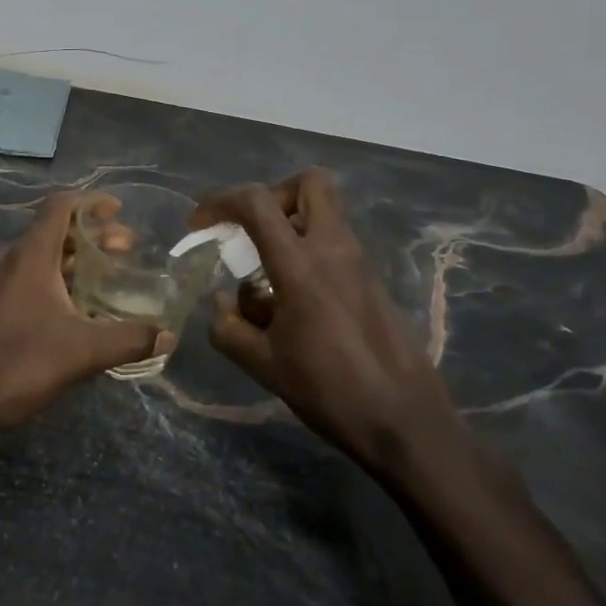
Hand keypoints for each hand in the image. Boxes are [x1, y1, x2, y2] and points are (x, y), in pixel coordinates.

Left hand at [0, 193, 170, 428]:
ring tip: (106, 274)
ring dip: (72, 259)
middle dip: (90, 235)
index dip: (91, 202)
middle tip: (125, 249)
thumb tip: (169, 335)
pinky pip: (26, 276)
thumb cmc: (23, 363)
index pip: (60, 206)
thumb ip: (130, 338)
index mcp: (29, 255)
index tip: (118, 210)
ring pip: (38, 255)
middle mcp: (8, 258)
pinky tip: (75, 305)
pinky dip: (54, 277)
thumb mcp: (84, 351)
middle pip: (53, 231)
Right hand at [191, 170, 471, 483]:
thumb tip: (222, 303)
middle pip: (309, 183)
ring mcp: (360, 261)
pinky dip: (308, 248)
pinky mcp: (373, 279)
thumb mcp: (263, 365)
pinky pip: (335, 241)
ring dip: (290, 223)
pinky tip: (294, 296)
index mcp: (301, 265)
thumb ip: (229, 328)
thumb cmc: (330, 391)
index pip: (257, 203)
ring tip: (266, 269)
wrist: (406, 422)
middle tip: (251, 229)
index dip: (220, 201)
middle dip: (272, 195)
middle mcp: (334, 249)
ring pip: (325, 211)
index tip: (200, 225)